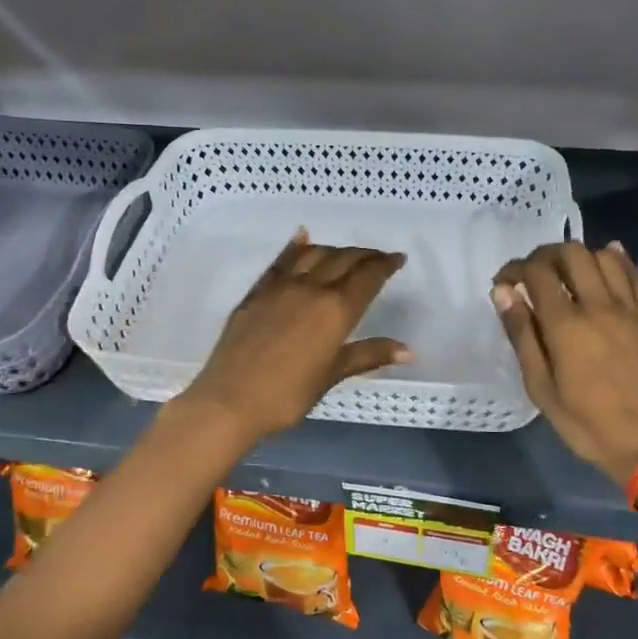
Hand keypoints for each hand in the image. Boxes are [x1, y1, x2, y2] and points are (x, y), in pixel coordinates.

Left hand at [173, 229, 410, 446]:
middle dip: (365, 255)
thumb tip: (408, 351)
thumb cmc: (287, 395)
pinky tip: (302, 237)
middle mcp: (310, 289)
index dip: (385, 265)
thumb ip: (368, 355)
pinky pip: (280, 262)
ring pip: (313, 254)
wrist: (229, 400)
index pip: (367, 277)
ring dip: (335, 250)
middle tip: (378, 257)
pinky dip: (295, 247)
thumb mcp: (331, 375)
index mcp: (335, 310)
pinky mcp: (256, 293)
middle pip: (343, 260)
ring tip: (346, 254)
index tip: (398, 259)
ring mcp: (280, 287)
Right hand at [493, 241, 637, 484]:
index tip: (503, 282)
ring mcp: (629, 309)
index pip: (535, 272)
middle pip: (571, 253)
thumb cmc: (587, 424)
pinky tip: (606, 262)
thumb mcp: (541, 388)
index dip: (514, 268)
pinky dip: (617, 260)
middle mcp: (598, 306)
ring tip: (566, 274)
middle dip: (545, 255)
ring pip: (604, 256)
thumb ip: (522, 336)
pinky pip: (635, 275)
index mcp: (566, 325)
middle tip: (533, 275)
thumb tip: (502, 293)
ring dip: (579, 256)